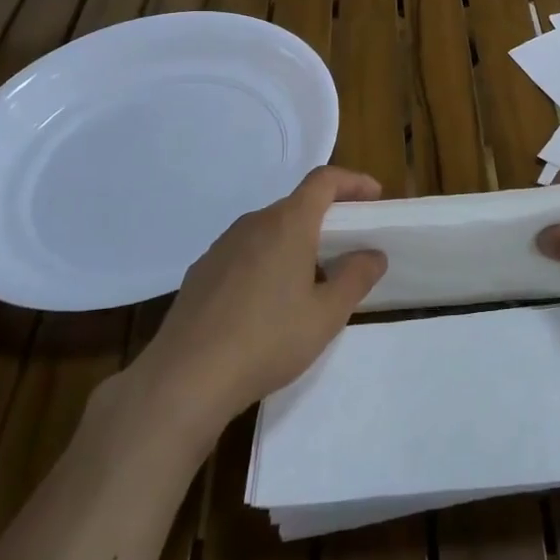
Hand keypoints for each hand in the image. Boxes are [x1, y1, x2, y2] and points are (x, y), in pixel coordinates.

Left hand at [120, 166, 386, 435]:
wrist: (185, 378)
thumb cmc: (268, 340)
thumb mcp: (326, 315)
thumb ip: (356, 278)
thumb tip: (373, 254)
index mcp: (288, 224)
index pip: (324, 181)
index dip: (353, 182)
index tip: (374, 198)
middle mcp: (253, 224)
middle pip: (296, 205)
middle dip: (327, 218)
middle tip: (348, 248)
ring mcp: (222, 246)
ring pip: (269, 230)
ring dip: (295, 243)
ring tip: (310, 282)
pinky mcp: (202, 272)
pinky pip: (245, 253)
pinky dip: (267, 262)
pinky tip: (268, 304)